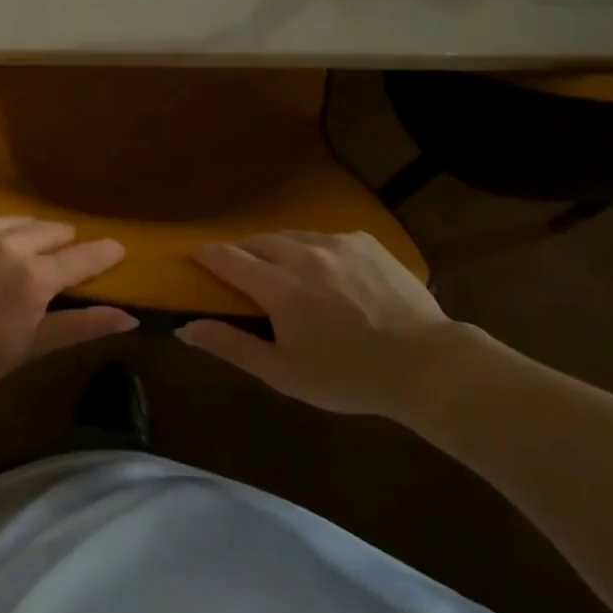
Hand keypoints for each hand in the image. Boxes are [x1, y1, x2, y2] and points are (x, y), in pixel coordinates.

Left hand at [0, 217, 136, 399]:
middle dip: (61, 242)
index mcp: (33, 277)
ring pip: (15, 220)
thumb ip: (81, 326)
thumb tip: (129, 318)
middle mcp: (7, 244)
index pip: (81, 256)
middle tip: (59, 255)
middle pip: (50, 230)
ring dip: (25, 233)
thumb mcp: (31, 347)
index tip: (117, 247)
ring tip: (19, 251)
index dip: (103, 253)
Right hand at [179, 231, 456, 416]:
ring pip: (291, 235)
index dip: (206, 255)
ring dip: (277, 250)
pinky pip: (324, 237)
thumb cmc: (349, 377)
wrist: (427, 365)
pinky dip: (313, 250)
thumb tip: (186, 329)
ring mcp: (337, 243)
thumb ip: (232, 346)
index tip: (193, 256)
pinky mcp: (364, 240)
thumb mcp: (285, 373)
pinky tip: (327, 275)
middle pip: (257, 241)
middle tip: (242, 275)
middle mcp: (304, 254)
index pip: (228, 258)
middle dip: (242, 253)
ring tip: (284, 273)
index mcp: (281, 288)